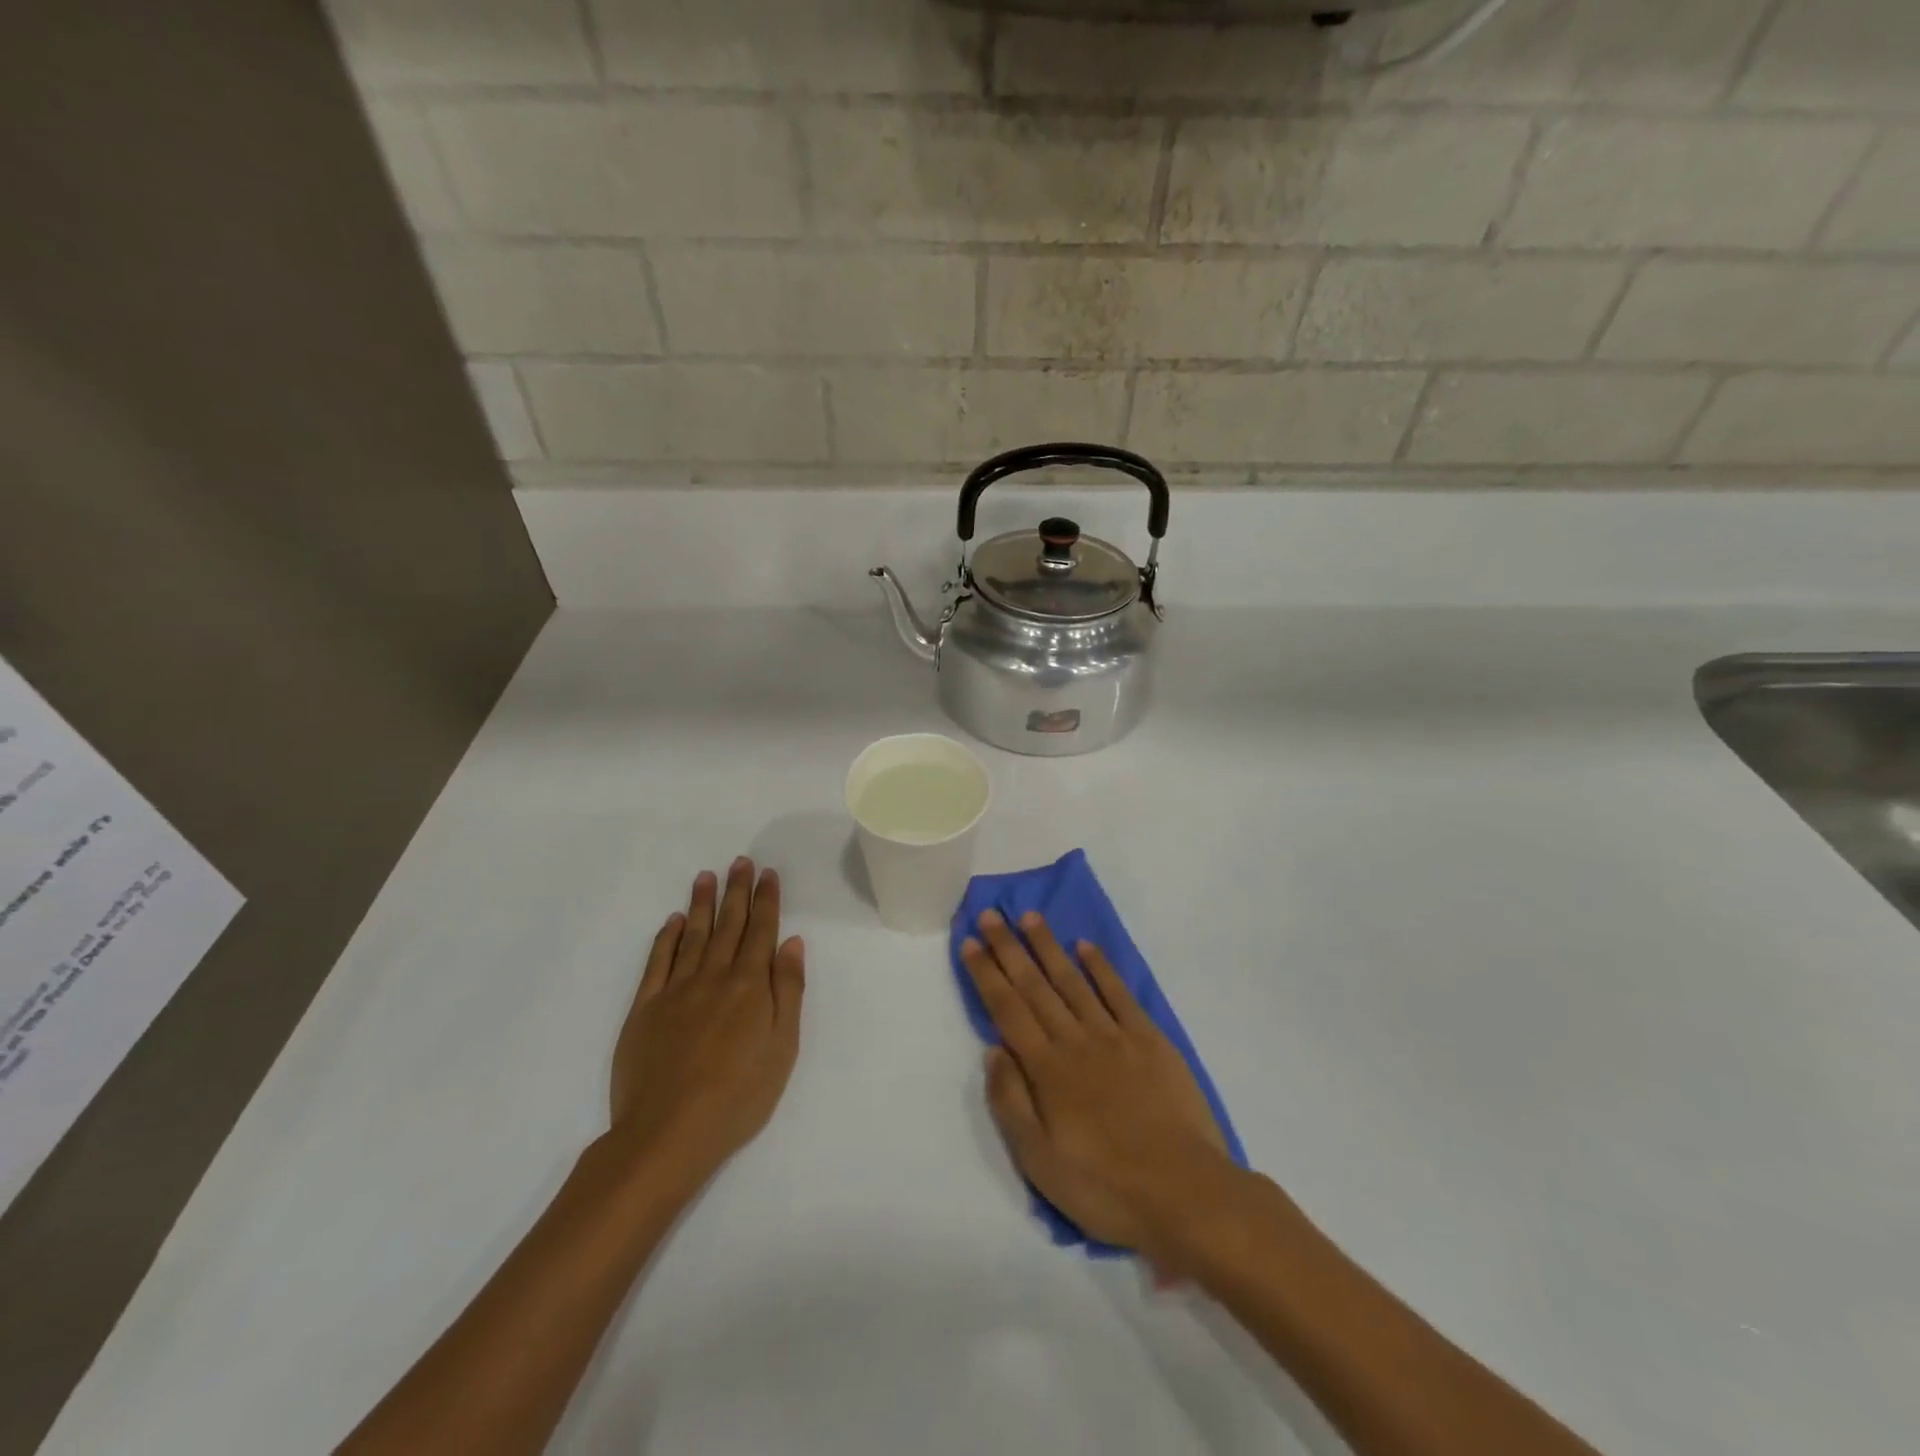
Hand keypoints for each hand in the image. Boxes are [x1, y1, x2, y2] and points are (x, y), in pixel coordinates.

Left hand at [609, 857, 805, 1187]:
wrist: (668, 1132)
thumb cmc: (739, 1095)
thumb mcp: (783, 1046)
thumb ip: (788, 990)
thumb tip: (791, 942)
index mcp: (750, 985)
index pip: (761, 931)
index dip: (766, 900)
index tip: (768, 874)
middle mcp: (714, 977)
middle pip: (729, 925)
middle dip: (737, 891)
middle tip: (740, 862)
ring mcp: (676, 990)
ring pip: (693, 935)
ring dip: (702, 904)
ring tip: (706, 876)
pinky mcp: (645, 1009)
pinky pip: (657, 962)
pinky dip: (666, 938)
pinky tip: (672, 921)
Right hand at [960, 909, 1241, 1265]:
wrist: (1185, 1193)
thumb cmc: (1105, 1186)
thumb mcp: (1040, 1161)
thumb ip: (1011, 1102)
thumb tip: (993, 1049)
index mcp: (1047, 1069)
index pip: (1008, 1009)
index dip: (987, 974)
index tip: (971, 942)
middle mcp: (1076, 1041)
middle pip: (1035, 986)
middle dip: (1009, 948)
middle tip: (991, 912)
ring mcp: (1115, 1036)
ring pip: (1073, 981)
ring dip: (1049, 947)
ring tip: (1030, 917)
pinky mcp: (1150, 1040)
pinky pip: (1119, 994)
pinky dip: (1101, 968)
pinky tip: (1086, 947)